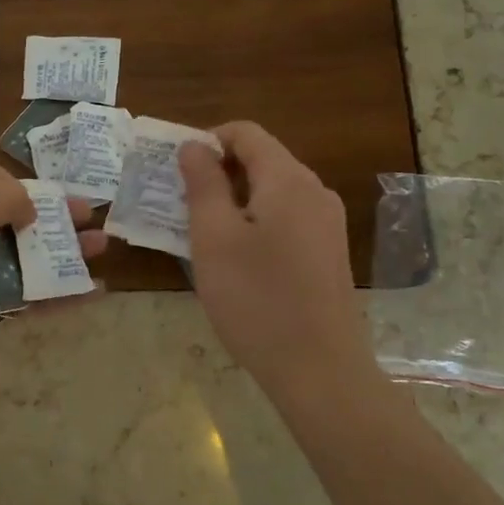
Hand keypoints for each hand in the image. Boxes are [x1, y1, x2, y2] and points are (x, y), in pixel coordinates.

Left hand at [0, 157, 107, 406]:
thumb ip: (2, 199)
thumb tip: (28, 208)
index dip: (3, 177)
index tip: (23, 199)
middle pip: (10, 213)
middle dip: (50, 210)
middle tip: (87, 213)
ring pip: (27, 254)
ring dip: (64, 248)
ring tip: (102, 245)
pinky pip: (33, 295)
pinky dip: (63, 290)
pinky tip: (95, 289)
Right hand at [179, 122, 372, 391]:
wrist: (320, 371)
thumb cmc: (257, 300)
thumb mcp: (214, 238)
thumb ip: (203, 184)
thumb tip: (195, 146)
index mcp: (288, 180)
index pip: (245, 133)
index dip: (206, 141)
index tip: (175, 171)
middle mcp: (314, 192)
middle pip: (261, 159)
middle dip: (217, 172)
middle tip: (179, 204)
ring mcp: (327, 224)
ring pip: (271, 191)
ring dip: (232, 200)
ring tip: (199, 233)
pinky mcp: (328, 252)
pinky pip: (285, 218)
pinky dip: (254, 222)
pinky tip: (234, 258)